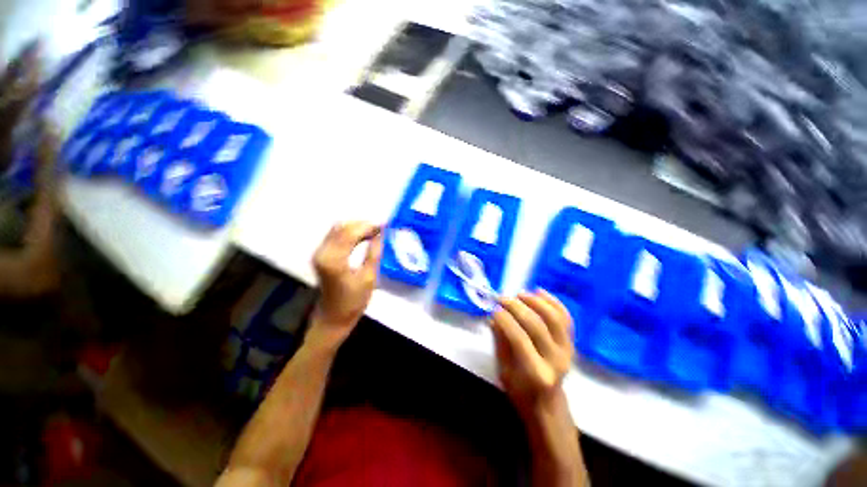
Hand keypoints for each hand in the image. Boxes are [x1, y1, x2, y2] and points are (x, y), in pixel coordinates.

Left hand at [308, 221, 382, 347]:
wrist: (333, 317)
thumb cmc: (353, 302)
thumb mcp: (369, 278)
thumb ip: (374, 253)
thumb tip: (381, 234)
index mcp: (334, 259)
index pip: (351, 232)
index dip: (368, 226)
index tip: (385, 226)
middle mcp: (323, 252)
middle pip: (342, 227)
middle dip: (363, 225)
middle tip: (381, 229)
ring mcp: (320, 253)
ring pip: (338, 229)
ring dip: (357, 228)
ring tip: (375, 232)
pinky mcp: (321, 255)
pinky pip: (336, 236)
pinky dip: (350, 233)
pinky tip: (363, 237)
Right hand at [491, 290, 573, 415]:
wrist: (548, 403)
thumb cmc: (521, 390)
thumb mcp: (503, 371)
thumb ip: (500, 342)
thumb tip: (494, 317)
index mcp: (537, 373)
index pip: (519, 339)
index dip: (505, 320)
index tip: (493, 309)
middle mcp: (556, 360)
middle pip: (537, 325)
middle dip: (516, 307)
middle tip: (502, 298)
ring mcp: (567, 350)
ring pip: (554, 318)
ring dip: (535, 301)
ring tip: (519, 293)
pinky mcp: (572, 343)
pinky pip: (565, 317)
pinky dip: (553, 301)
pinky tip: (539, 291)